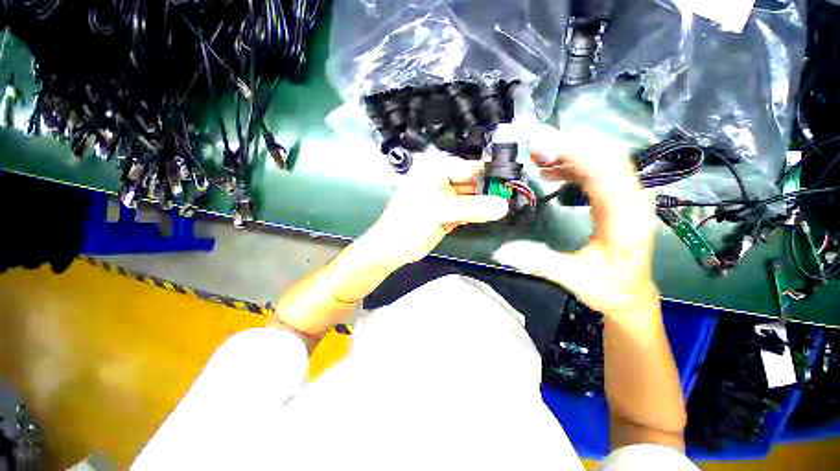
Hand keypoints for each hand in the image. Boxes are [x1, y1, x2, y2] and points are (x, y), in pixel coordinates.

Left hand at [365, 150, 508, 268]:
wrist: (393, 248)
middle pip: (471, 183)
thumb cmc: (410, 222)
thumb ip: (473, 209)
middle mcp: (440, 181)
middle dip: (488, 190)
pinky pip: (466, 211)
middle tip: (511, 195)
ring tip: (504, 206)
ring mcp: (444, 198)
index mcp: (434, 170)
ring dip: (484, 204)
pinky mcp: (446, 214)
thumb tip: (503, 206)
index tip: (511, 180)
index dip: (489, 174)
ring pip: (469, 198)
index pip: (468, 167)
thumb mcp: (441, 212)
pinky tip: (490, 215)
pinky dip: (476, 214)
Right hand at [494, 124, 658, 317]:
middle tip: (536, 143)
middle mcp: (633, 201)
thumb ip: (538, 262)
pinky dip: (577, 164)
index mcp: (623, 219)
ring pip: (606, 159)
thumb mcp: (572, 279)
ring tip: (540, 156)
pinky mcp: (622, 199)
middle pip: (607, 156)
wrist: (631, 295)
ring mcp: (630, 198)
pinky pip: (602, 171)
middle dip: (570, 145)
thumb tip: (503, 251)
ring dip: (573, 152)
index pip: (603, 171)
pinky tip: (554, 171)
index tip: (541, 145)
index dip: (573, 152)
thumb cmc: (607, 288)